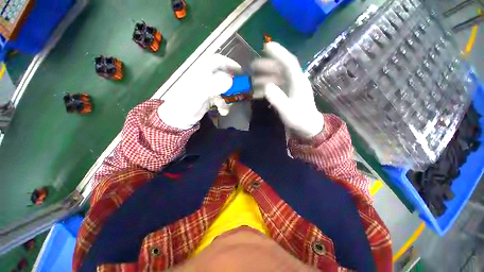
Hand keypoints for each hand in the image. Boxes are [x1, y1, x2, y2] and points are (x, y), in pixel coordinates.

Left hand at [158, 54, 241, 129]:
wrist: (178, 119)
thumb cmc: (185, 104)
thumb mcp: (199, 94)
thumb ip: (214, 85)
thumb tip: (231, 80)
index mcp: (201, 72)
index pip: (217, 61)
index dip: (230, 63)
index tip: (240, 72)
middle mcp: (205, 78)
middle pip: (223, 76)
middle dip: (231, 86)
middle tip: (238, 92)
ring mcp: (208, 89)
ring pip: (224, 89)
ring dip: (227, 99)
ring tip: (225, 108)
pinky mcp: (209, 98)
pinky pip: (221, 99)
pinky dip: (224, 105)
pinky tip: (222, 112)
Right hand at [251, 42, 323, 138]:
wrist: (307, 127)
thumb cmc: (299, 119)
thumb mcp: (288, 111)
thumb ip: (277, 99)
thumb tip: (266, 87)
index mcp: (298, 82)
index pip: (289, 62)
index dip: (278, 53)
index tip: (266, 46)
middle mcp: (295, 81)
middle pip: (280, 68)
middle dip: (266, 65)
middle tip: (252, 66)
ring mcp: (291, 87)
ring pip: (276, 76)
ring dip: (264, 76)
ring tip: (252, 79)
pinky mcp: (287, 93)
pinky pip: (276, 85)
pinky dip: (266, 86)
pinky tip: (258, 90)